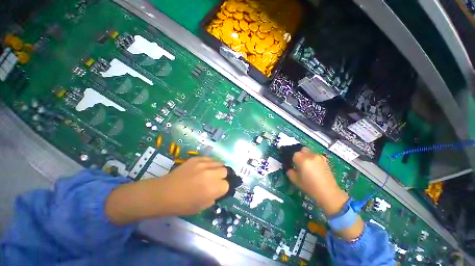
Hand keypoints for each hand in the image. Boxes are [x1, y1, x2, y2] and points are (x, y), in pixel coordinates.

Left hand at [157, 157, 228, 215]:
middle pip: (225, 171)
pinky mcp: (196, 158)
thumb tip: (218, 190)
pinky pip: (210, 158)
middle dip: (223, 176)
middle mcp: (211, 174)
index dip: (223, 188)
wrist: (164, 193)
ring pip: (219, 162)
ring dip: (218, 168)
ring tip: (212, 172)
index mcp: (212, 188)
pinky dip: (211, 163)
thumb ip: (214, 197)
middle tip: (216, 180)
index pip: (227, 184)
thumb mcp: (201, 207)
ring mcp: (203, 164)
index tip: (219, 189)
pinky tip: (205, 167)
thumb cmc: (182, 204)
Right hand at [286, 147, 348, 215]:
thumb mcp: (296, 181)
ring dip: (306, 156)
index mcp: (303, 160)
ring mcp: (319, 157)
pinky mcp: (325, 160)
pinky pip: (316, 155)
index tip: (293, 166)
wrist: (329, 193)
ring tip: (307, 165)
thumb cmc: (310, 187)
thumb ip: (290, 172)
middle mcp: (311, 155)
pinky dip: (313, 158)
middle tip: (299, 164)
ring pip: (309, 152)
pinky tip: (314, 167)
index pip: (294, 154)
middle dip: (299, 155)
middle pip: (302, 150)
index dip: (293, 160)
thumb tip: (290, 169)